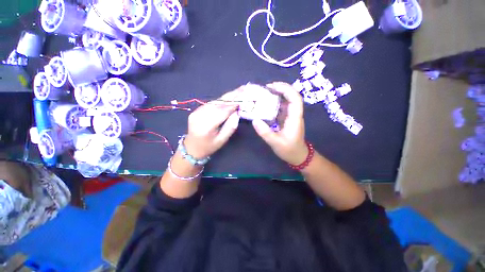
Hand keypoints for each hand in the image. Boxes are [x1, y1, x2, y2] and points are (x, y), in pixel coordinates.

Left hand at [184, 89, 241, 158]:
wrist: (192, 148)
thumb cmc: (209, 147)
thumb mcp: (222, 140)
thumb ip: (230, 126)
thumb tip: (237, 112)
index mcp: (206, 126)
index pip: (222, 111)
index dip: (234, 104)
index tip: (244, 96)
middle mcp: (200, 116)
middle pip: (218, 103)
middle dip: (232, 96)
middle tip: (243, 88)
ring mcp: (196, 112)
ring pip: (215, 102)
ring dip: (227, 96)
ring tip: (238, 90)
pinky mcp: (196, 110)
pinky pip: (211, 103)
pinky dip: (221, 100)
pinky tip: (229, 97)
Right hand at [252, 82, 307, 164]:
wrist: (298, 156)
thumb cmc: (289, 150)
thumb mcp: (275, 143)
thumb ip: (265, 132)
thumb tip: (254, 120)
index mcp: (295, 118)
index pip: (295, 99)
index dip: (286, 89)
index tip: (272, 86)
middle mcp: (294, 114)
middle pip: (291, 96)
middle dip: (279, 89)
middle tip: (265, 88)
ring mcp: (290, 116)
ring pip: (285, 101)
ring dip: (276, 95)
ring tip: (263, 94)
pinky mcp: (286, 119)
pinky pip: (281, 107)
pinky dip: (273, 103)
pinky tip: (264, 104)